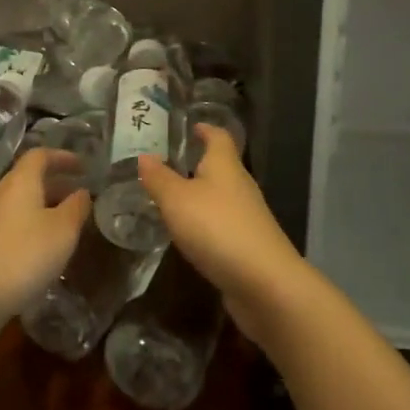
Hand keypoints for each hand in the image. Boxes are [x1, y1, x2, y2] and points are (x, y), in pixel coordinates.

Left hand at [0, 149, 90, 336]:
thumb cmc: (24, 255)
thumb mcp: (63, 231)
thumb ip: (76, 207)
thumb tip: (82, 192)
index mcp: (20, 181)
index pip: (40, 155)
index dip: (63, 157)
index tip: (84, 167)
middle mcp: (0, 193)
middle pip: (29, 179)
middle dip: (56, 185)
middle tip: (79, 197)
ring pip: (20, 203)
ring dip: (44, 208)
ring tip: (66, 225)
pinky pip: (11, 224)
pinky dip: (30, 227)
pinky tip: (42, 249)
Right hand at [138, 124, 309, 348]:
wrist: (264, 282)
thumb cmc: (217, 228)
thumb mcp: (177, 200)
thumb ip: (159, 178)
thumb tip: (144, 156)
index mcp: (225, 164)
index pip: (218, 135)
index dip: (204, 128)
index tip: (187, 127)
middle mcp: (239, 184)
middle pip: (220, 165)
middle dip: (196, 162)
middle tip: (165, 164)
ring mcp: (247, 215)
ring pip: (220, 196)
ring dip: (199, 195)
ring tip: (169, 199)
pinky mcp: (248, 243)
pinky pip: (222, 223)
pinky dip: (205, 223)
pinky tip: (188, 234)